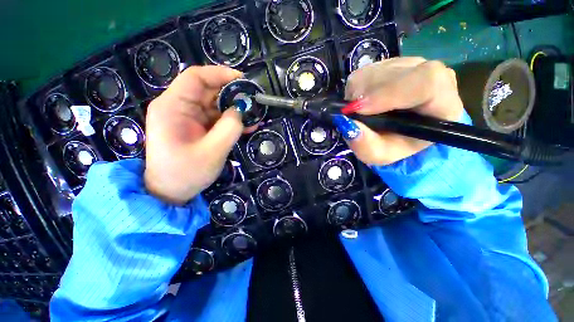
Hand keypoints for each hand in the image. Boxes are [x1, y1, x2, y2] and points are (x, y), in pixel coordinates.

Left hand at [144, 66, 243, 204]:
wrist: (170, 192)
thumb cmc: (186, 173)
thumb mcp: (212, 152)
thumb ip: (229, 129)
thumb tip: (241, 110)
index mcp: (172, 107)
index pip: (196, 78)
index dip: (220, 74)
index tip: (243, 80)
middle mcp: (178, 107)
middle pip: (207, 90)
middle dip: (232, 94)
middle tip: (254, 101)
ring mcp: (187, 118)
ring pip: (214, 105)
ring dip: (235, 110)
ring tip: (254, 116)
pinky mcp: (195, 127)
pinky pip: (215, 118)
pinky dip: (231, 121)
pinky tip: (247, 126)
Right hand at [337, 57, 463, 164]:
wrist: (401, 133)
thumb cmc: (396, 146)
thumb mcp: (379, 155)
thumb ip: (365, 145)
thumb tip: (346, 123)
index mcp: (442, 103)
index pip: (425, 82)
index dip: (388, 93)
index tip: (358, 109)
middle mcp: (431, 75)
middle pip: (394, 73)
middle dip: (364, 95)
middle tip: (351, 114)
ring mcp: (412, 65)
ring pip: (375, 71)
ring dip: (357, 93)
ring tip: (360, 112)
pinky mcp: (392, 63)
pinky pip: (366, 71)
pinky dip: (356, 89)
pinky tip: (362, 102)